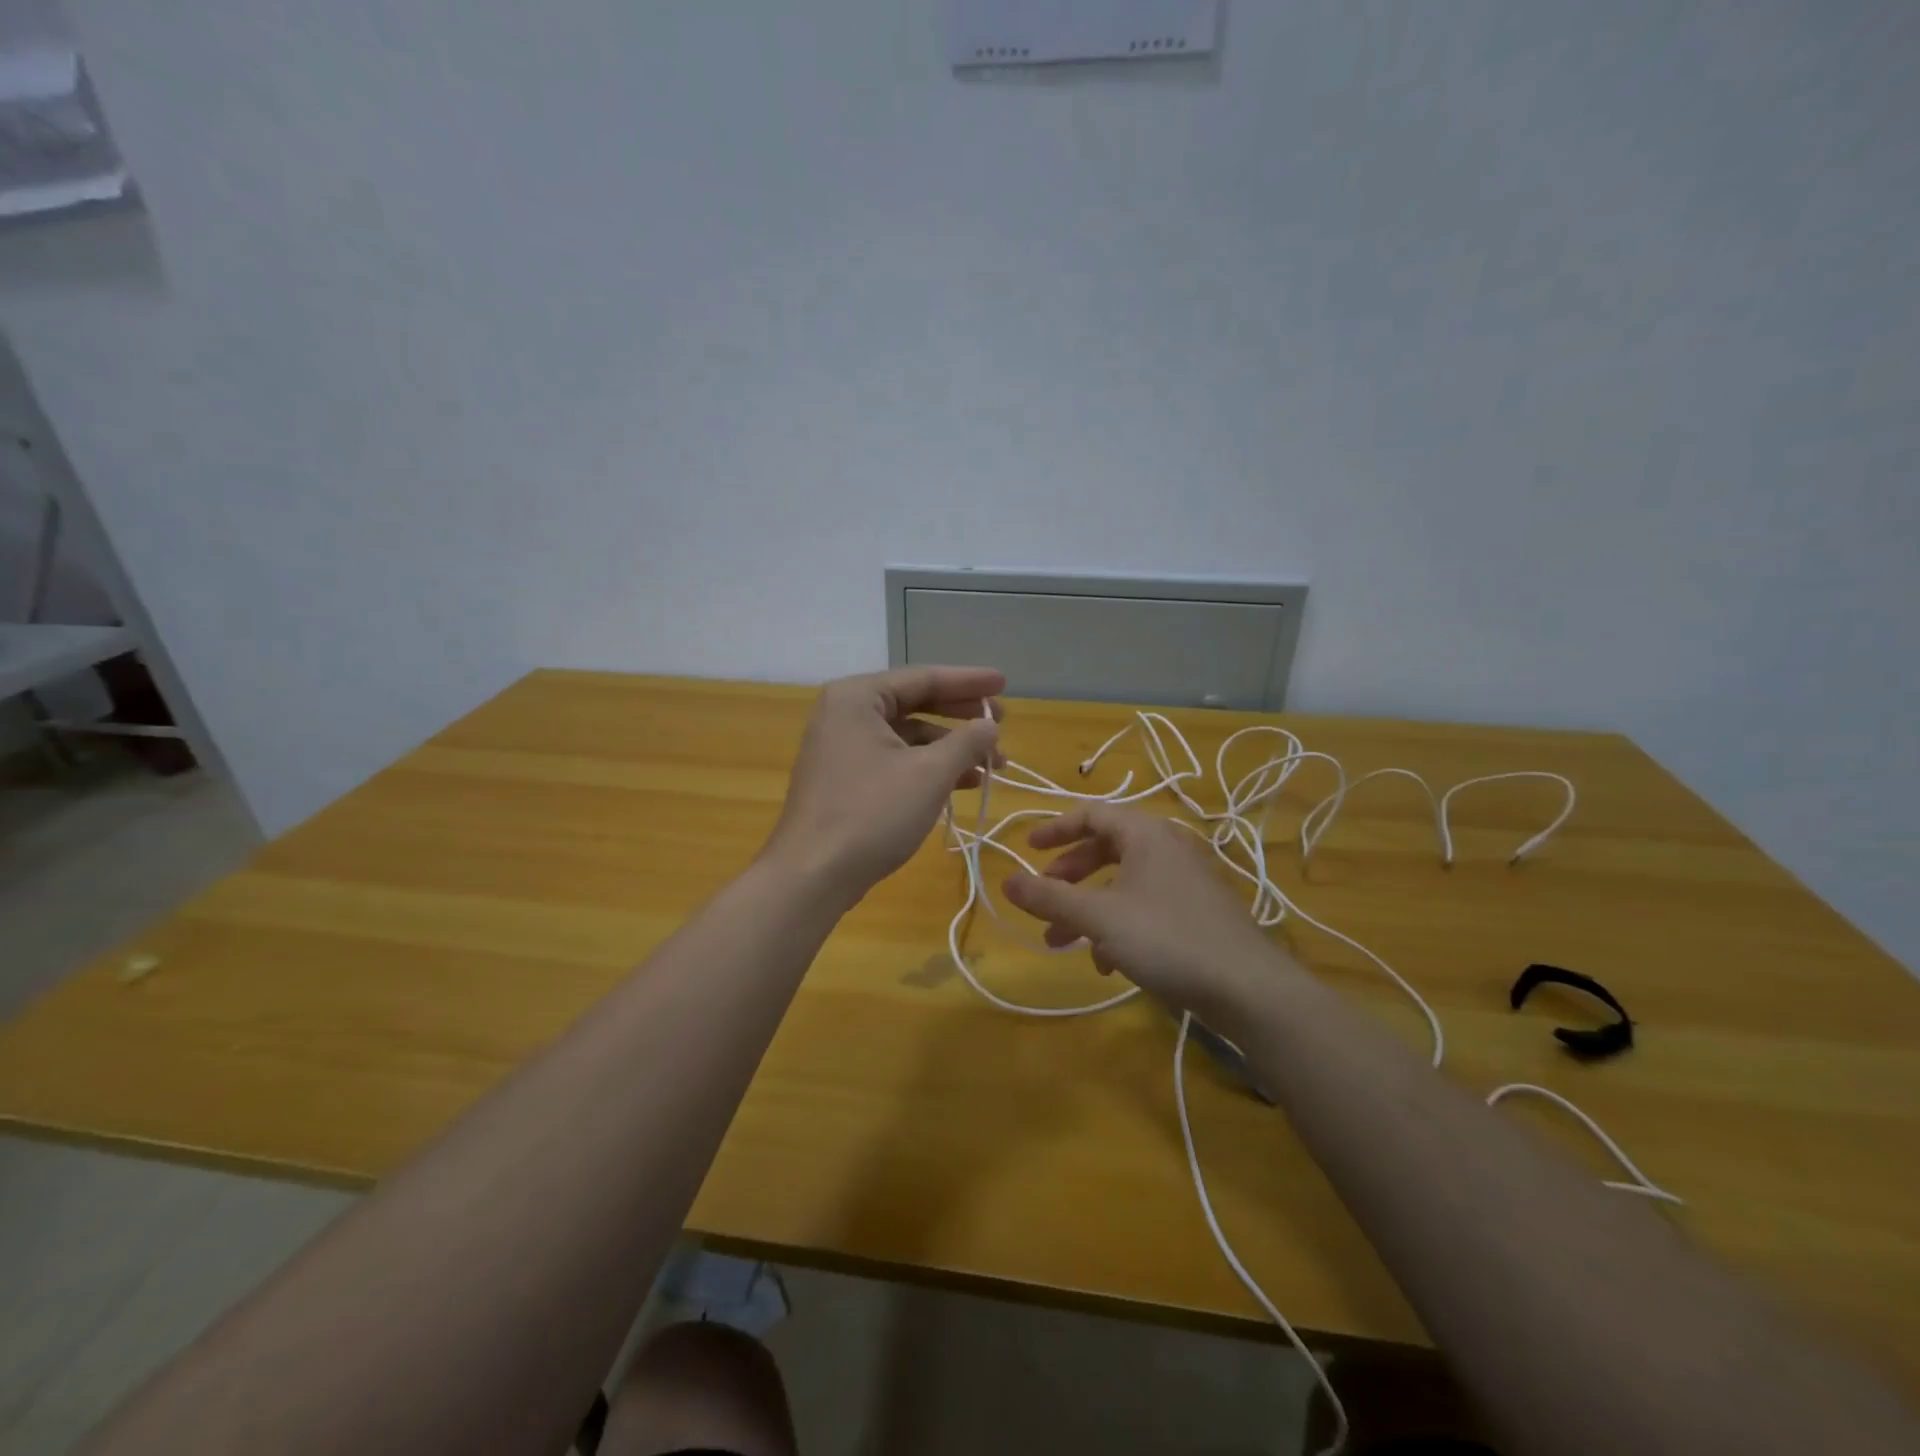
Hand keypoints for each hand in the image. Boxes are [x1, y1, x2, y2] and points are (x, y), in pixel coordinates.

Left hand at [763, 666, 1004, 902]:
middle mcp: (845, 714)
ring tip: (993, 764)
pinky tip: (962, 784)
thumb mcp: (930, 774)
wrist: (812, 875)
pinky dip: (928, 768)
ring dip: (950, 748)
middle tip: (1002, 722)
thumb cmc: (872, 813)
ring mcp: (842, 748)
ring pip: (907, 737)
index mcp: (857, 697)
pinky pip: (895, 760)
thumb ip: (966, 742)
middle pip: (915, 703)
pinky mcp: (845, 779)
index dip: (969, 681)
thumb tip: (990, 725)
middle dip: (962, 716)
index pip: (923, 678)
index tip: (1004, 683)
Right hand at [1002, 805, 1295, 1028]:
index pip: (1092, 814)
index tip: (1027, 849)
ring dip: (1088, 908)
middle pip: (1106, 849)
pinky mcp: (1196, 913)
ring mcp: (1185, 881)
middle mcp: (1167, 848)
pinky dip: (1118, 926)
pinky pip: (1145, 907)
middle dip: (1069, 875)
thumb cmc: (1167, 938)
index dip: (1055, 829)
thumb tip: (1005, 881)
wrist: (1248, 988)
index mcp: (1146, 834)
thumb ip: (1050, 898)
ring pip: (1123, 884)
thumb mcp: (1099, 917)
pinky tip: (1106, 962)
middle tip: (1044, 896)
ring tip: (1061, 942)